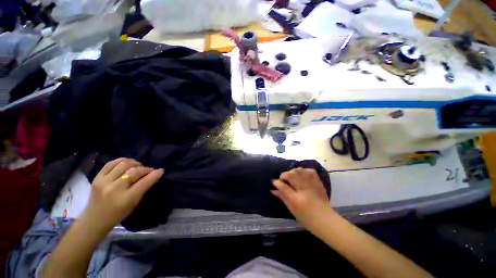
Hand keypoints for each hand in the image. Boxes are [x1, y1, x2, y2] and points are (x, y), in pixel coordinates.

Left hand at [81, 158, 163, 231]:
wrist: (94, 219)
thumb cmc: (118, 214)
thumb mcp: (134, 203)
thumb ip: (143, 188)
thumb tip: (153, 176)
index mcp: (126, 198)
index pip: (144, 182)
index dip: (154, 174)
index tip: (161, 170)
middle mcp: (114, 188)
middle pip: (135, 171)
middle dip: (146, 169)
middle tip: (149, 170)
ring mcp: (104, 182)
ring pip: (123, 164)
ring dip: (135, 163)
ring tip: (138, 166)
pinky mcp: (97, 178)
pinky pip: (111, 163)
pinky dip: (122, 160)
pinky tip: (127, 162)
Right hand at [272, 168, 330, 227]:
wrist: (326, 220)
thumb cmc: (307, 218)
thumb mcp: (292, 209)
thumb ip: (282, 197)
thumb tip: (273, 190)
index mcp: (296, 199)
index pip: (284, 187)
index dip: (277, 183)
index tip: (274, 181)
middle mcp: (303, 190)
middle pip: (292, 176)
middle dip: (284, 174)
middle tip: (282, 177)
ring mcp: (312, 185)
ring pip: (300, 172)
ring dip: (293, 171)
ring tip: (291, 174)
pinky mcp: (318, 183)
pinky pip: (311, 172)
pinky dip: (304, 170)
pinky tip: (301, 173)